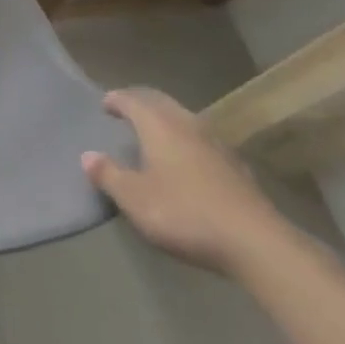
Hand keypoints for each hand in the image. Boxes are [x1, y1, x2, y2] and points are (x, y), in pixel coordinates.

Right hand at [82, 87, 292, 275]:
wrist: (257, 243)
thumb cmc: (185, 213)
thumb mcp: (135, 199)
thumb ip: (109, 175)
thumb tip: (87, 155)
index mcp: (158, 125)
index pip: (132, 99)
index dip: (116, 99)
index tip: (105, 105)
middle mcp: (187, 124)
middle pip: (160, 101)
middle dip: (141, 102)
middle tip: (127, 110)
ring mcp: (216, 144)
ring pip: (184, 118)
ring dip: (166, 119)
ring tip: (155, 133)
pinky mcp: (237, 167)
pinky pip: (203, 141)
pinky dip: (188, 141)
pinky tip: (189, 160)